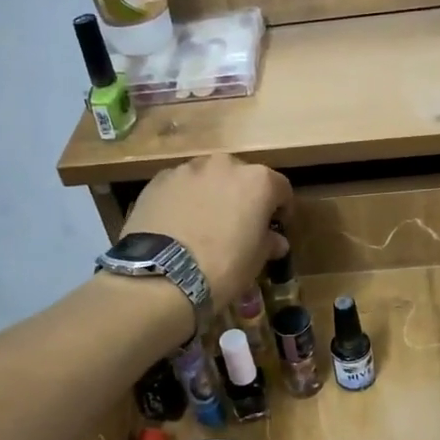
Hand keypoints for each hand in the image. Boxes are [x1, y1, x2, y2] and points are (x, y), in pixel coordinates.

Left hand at [121, 154, 291, 305]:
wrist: (162, 275)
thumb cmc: (223, 266)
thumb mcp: (256, 260)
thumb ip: (269, 242)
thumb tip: (275, 241)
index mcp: (258, 181)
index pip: (280, 188)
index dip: (280, 208)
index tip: (275, 226)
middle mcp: (224, 165)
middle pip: (241, 177)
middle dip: (242, 197)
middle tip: (237, 224)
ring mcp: (188, 169)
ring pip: (207, 179)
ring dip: (211, 195)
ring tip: (203, 225)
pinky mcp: (158, 180)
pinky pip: (179, 187)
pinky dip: (183, 200)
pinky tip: (177, 226)